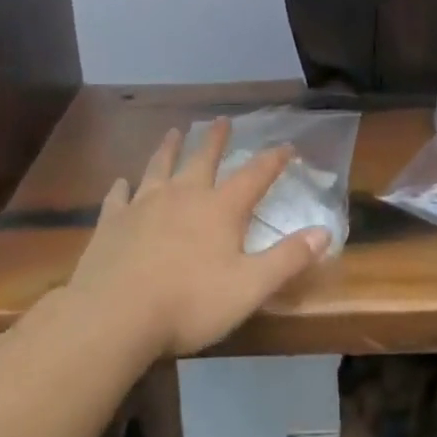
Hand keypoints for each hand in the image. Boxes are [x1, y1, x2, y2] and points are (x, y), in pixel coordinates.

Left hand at [67, 118, 328, 358]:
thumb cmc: (190, 303)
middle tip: (221, 120)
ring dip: (168, 148)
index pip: (255, 175)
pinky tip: (120, 182)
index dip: (273, 160)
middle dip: (215, 139)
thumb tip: (325, 231)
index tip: (287, 145)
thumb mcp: (251, 287)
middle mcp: (183, 196)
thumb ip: (288, 258)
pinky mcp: (111, 223)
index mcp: (220, 209)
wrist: (114, 316)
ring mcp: (143, 206)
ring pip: (159, 167)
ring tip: (173, 132)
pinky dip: (121, 187)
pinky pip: (118, 197)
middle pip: (203, 159)